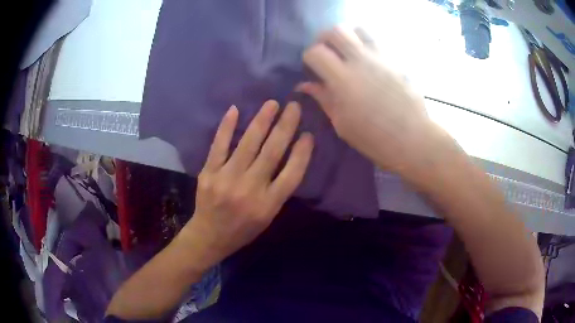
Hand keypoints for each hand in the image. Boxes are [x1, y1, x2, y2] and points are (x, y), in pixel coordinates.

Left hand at [183, 100, 313, 269]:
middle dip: (285, 127)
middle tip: (294, 107)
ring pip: (248, 145)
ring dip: (262, 121)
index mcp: (269, 204)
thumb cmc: (243, 229)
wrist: (209, 236)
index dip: (303, 152)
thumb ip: (279, 190)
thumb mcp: (268, 216)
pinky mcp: (209, 173)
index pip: (292, 174)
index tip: (308, 134)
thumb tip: (289, 157)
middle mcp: (250, 190)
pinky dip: (227, 127)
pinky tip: (235, 110)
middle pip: (272, 153)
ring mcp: (227, 179)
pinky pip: (219, 146)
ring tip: (272, 104)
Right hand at [297, 27, 446, 174]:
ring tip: (347, 52)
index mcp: (343, 80)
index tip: (312, 69)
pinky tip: (366, 61)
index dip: (308, 58)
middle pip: (336, 31)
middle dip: (324, 38)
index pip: (316, 52)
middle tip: (325, 53)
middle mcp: (361, 61)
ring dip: (347, 37)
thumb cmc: (374, 138)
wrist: (412, 138)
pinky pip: (376, 41)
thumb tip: (304, 85)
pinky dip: (365, 44)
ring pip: (358, 29)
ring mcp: (380, 58)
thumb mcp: (342, 123)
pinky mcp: (395, 60)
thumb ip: (323, 98)